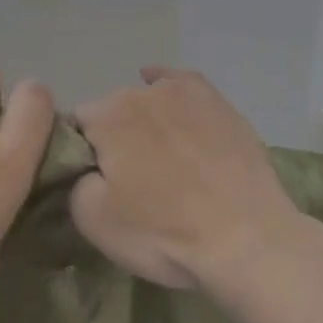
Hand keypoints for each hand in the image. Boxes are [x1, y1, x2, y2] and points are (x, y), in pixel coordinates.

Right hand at [70, 67, 307, 289]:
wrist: (246, 240)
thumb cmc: (163, 233)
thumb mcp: (93, 221)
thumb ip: (75, 181)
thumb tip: (88, 168)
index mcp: (107, 116)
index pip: (76, 126)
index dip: (81, 154)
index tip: (95, 182)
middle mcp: (142, 93)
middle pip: (112, 112)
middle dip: (114, 139)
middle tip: (131, 179)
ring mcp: (186, 94)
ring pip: (147, 100)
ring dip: (144, 122)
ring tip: (157, 157)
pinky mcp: (220, 104)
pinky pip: (183, 83)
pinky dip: (168, 84)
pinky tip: (161, 84)